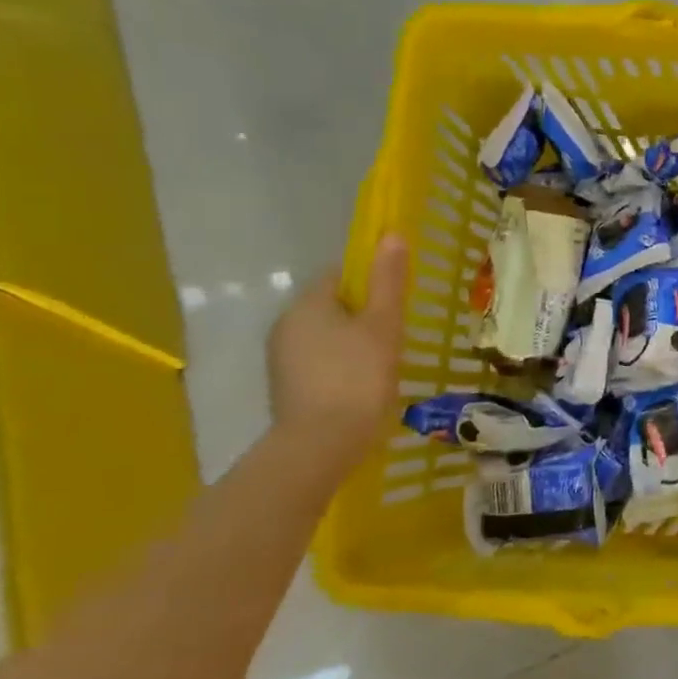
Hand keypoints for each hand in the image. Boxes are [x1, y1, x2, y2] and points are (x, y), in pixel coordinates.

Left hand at [266, 236, 407, 466]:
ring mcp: (281, 358)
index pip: (340, 275)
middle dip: (362, 315)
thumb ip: (388, 280)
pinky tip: (361, 386)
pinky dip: (339, 366)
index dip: (371, 282)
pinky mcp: (285, 387)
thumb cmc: (358, 376)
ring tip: (383, 363)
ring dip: (351, 342)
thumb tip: (392, 234)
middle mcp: (286, 324)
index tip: (396, 302)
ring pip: (325, 335)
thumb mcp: (384, 324)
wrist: (321, 444)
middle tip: (396, 334)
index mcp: (308, 304)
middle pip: (331, 305)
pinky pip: (318, 362)